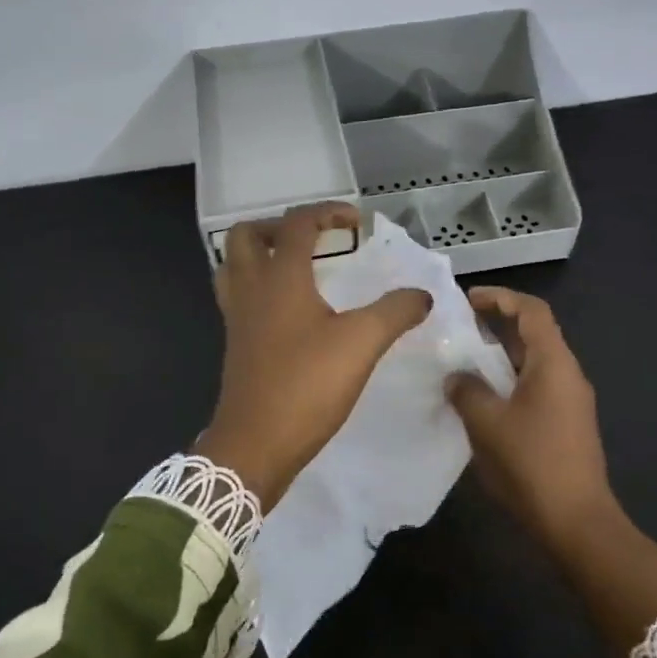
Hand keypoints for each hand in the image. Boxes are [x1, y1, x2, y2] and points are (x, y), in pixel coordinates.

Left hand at [195, 203, 429, 508]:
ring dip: (262, 254)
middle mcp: (251, 289)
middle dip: (280, 226)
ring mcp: (237, 318)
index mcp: (279, 278)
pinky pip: (238, 297)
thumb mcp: (362, 344)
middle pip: (248, 236)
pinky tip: (290, 310)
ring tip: (297, 266)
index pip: (296, 224)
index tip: (356, 221)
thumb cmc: (306, 386)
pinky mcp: (236, 345)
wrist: (255, 445)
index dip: (327, 212)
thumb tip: (421, 295)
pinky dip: (259, 287)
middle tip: (315, 239)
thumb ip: (395, 312)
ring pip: (235, 266)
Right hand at [448, 288, 656, 654]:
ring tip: (463, 364)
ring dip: (500, 358)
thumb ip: (466, 390)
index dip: (501, 297)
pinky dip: (509, 383)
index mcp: (553, 363)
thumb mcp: (487, 422)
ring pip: (533, 364)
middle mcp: (567, 374)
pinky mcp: (567, 425)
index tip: (467, 300)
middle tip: (458, 330)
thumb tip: (457, 377)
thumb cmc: (531, 463)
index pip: (532, 311)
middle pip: (534, 334)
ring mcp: (570, 401)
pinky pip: (535, 388)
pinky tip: (482, 401)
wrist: (576, 522)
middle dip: (497, 326)